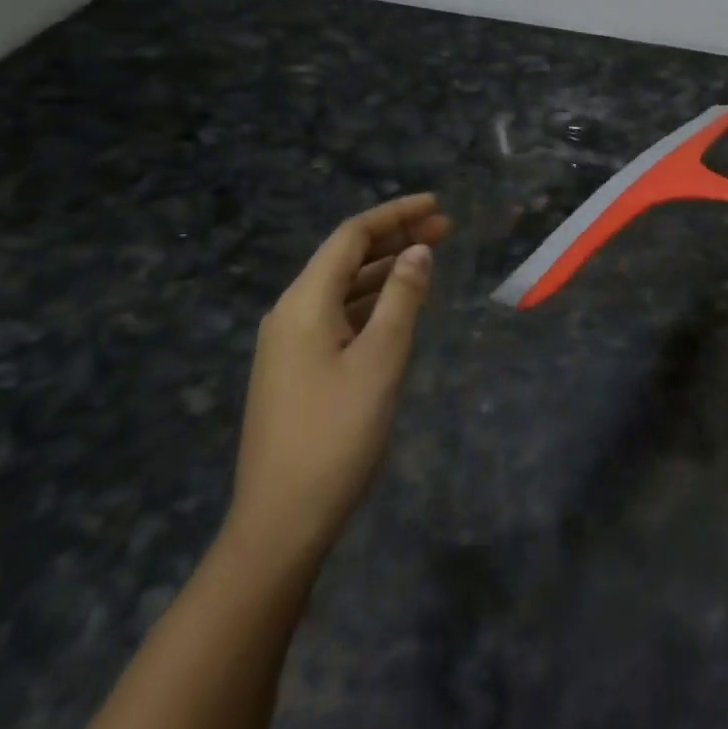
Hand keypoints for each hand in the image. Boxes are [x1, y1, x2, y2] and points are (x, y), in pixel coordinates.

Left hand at [225, 193, 449, 565]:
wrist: (281, 522)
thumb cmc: (336, 434)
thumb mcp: (381, 359)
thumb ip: (402, 298)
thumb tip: (418, 252)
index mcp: (304, 303)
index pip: (351, 237)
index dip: (395, 215)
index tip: (437, 206)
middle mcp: (291, 314)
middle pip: (346, 258)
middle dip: (395, 239)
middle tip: (446, 229)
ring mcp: (290, 345)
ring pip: (344, 288)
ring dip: (386, 270)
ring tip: (431, 259)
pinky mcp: (297, 370)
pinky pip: (339, 316)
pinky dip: (373, 301)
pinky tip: (400, 306)